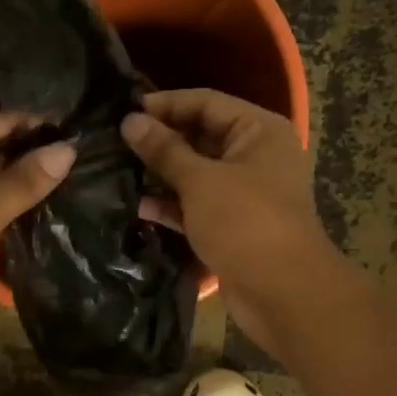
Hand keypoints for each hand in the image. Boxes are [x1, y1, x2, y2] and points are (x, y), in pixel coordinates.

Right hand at [121, 89, 339, 354]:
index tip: (124, 111)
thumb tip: (131, 121)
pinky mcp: (233, 225)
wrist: (282, 292)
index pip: (206, 102)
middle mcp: (254, 155)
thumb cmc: (245, 222)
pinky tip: (140, 207)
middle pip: (201, 136)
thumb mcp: (201, 181)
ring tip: (118, 171)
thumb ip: (164, 150)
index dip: (165, 104)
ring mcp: (245, 192)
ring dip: (162, 175)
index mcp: (258, 131)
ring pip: (197, 174)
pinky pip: (198, 205)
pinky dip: (173, 205)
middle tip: (114, 142)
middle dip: (161, 141)